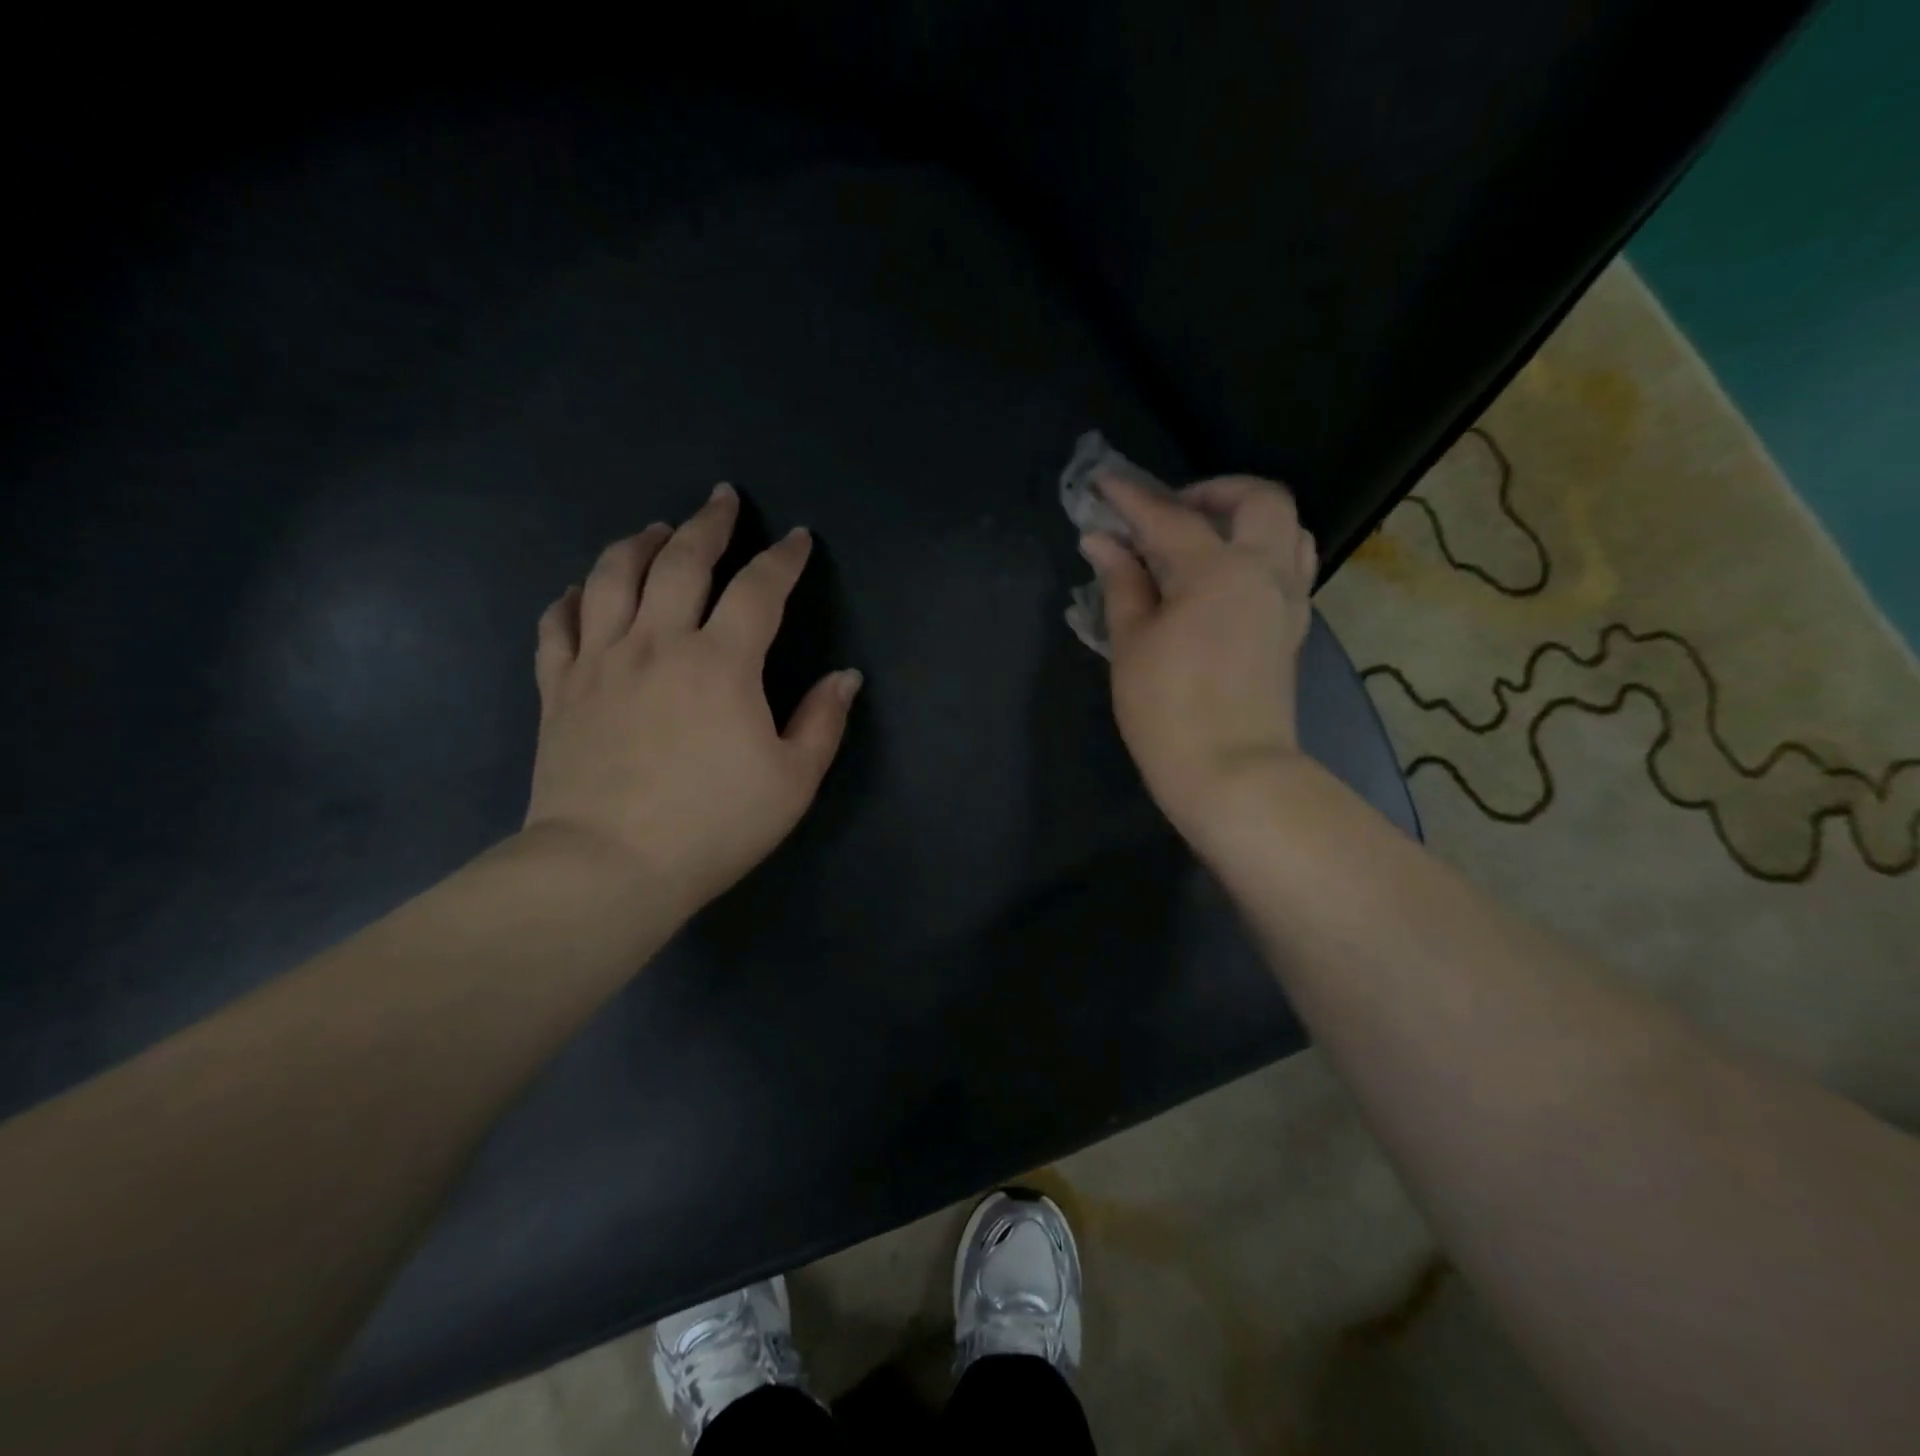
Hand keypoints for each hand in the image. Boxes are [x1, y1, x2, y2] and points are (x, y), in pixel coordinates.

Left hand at [524, 484, 861, 915]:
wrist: (609, 867)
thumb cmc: (713, 825)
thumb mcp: (793, 781)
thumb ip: (823, 721)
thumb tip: (845, 677)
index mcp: (721, 663)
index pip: (758, 590)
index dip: (783, 559)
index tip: (796, 538)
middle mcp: (657, 643)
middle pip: (681, 562)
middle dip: (707, 524)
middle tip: (721, 500)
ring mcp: (600, 661)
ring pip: (613, 577)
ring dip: (638, 544)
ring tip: (655, 530)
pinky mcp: (558, 688)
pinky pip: (558, 625)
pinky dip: (571, 598)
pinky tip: (582, 590)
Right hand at [1080, 474, 1316, 842]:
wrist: (1232, 774)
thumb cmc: (1167, 711)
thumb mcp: (1131, 644)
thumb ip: (1122, 584)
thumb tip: (1102, 543)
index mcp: (1217, 571)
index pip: (1169, 518)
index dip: (1131, 499)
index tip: (1102, 485)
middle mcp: (1264, 572)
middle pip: (1259, 500)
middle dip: (1213, 491)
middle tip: (1170, 513)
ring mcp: (1288, 601)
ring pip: (1288, 530)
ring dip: (1247, 519)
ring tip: (1204, 541)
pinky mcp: (1293, 630)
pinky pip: (1290, 567)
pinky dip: (1261, 553)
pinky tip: (1224, 580)